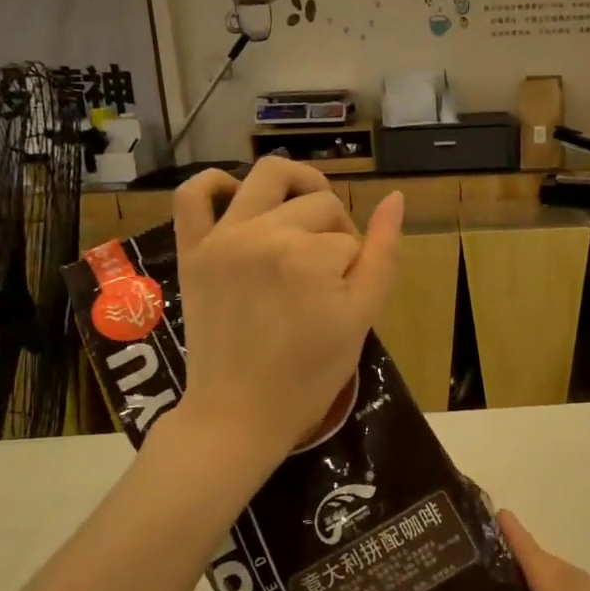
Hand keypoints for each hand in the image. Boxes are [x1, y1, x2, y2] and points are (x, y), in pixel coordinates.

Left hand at [171, 158, 402, 463]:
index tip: (346, 298)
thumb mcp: (361, 319)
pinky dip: (215, 182)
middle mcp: (264, 234)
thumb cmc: (309, 375)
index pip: (351, 238)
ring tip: (305, 216)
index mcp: (310, 256)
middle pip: (319, 204)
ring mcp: (223, 238)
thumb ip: (383, 256)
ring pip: (268, 177)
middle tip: (330, 274)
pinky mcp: (193, 250)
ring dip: (297, 185)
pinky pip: (194, 193)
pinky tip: (239, 198)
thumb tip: (396, 200)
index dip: (357, 266)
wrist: (239, 413)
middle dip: (335, 231)